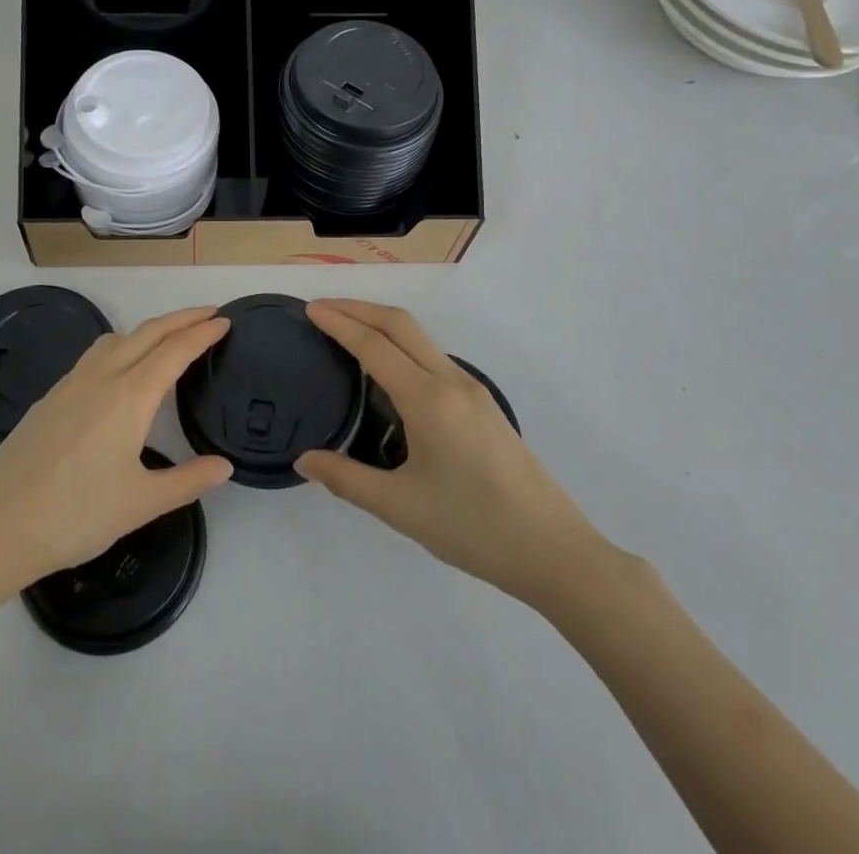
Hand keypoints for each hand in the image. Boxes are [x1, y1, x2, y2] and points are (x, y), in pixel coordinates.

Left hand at [0, 307, 233, 601]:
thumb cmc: (76, 515)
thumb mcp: (141, 503)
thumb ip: (187, 480)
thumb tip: (224, 466)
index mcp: (129, 396)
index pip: (175, 351)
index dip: (202, 332)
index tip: (224, 320)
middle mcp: (101, 377)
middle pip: (148, 332)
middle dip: (181, 318)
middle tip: (208, 314)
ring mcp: (70, 384)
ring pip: (117, 338)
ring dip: (148, 329)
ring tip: (167, 339)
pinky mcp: (50, 398)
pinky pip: (94, 355)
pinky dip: (121, 346)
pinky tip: (118, 372)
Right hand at [297, 300, 614, 613]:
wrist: (554, 551)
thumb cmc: (472, 528)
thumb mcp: (399, 507)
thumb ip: (346, 478)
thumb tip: (304, 459)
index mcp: (428, 399)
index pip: (374, 345)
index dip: (339, 323)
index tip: (310, 309)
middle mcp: (451, 381)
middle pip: (400, 324)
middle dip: (359, 309)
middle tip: (322, 309)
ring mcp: (472, 389)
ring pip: (420, 338)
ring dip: (381, 325)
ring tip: (348, 333)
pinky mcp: (483, 404)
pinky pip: (433, 358)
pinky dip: (401, 346)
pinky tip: (387, 373)